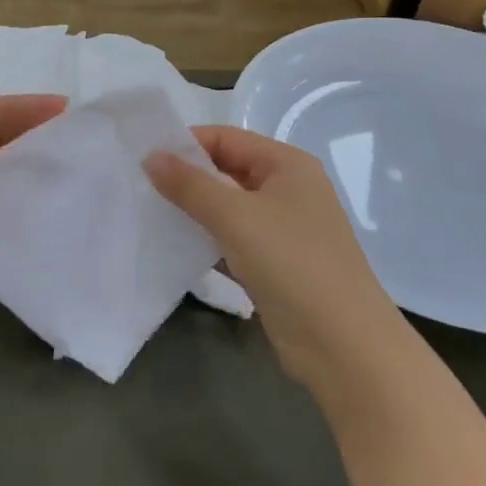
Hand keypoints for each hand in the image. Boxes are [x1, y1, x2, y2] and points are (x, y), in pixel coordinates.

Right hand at [146, 127, 405, 410]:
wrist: (345, 346)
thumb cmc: (292, 264)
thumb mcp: (235, 217)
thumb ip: (190, 185)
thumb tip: (151, 156)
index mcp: (287, 165)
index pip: (227, 139)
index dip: (187, 144)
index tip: (144, 159)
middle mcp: (288, 190)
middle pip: (227, 171)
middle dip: (187, 178)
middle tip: (140, 186)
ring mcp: (284, 230)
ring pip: (229, 209)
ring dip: (194, 212)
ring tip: (149, 214)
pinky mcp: (276, 265)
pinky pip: (234, 241)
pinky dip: (208, 241)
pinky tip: (175, 249)